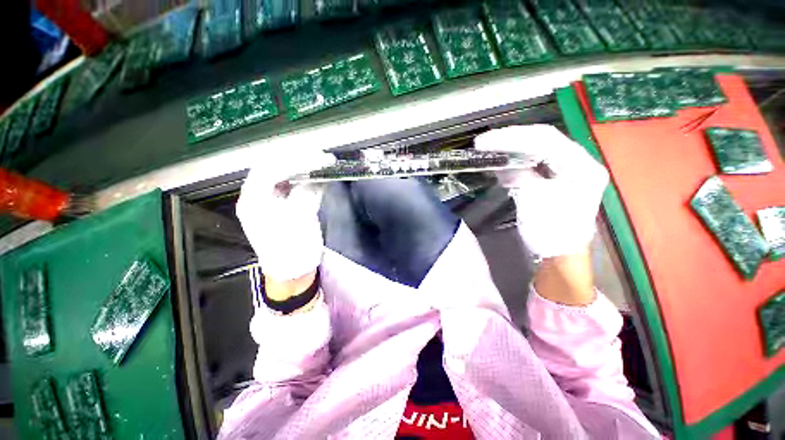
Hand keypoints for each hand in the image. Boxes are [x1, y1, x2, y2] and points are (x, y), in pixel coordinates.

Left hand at [236, 150, 334, 281]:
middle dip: (299, 160)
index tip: (317, 156)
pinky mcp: (284, 208)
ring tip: (321, 162)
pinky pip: (293, 187)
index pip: (269, 168)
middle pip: (275, 168)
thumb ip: (307, 194)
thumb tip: (319, 176)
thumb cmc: (292, 250)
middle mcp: (258, 197)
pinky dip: (306, 180)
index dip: (294, 159)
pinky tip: (318, 177)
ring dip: (303, 168)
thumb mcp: (300, 221)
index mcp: (253, 200)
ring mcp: (271, 202)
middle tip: (321, 156)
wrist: (292, 274)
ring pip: (284, 176)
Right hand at [474, 124, 607, 258]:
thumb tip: (500, 164)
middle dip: (511, 138)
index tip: (486, 141)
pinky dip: (514, 159)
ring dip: (511, 146)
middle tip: (483, 141)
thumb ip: (519, 177)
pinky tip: (499, 158)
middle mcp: (578, 162)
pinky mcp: (553, 177)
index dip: (513, 137)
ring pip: (536, 149)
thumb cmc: (552, 232)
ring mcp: (566, 169)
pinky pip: (532, 161)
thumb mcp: (534, 203)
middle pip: (542, 140)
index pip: (546, 140)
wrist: (558, 254)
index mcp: (582, 167)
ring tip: (488, 146)